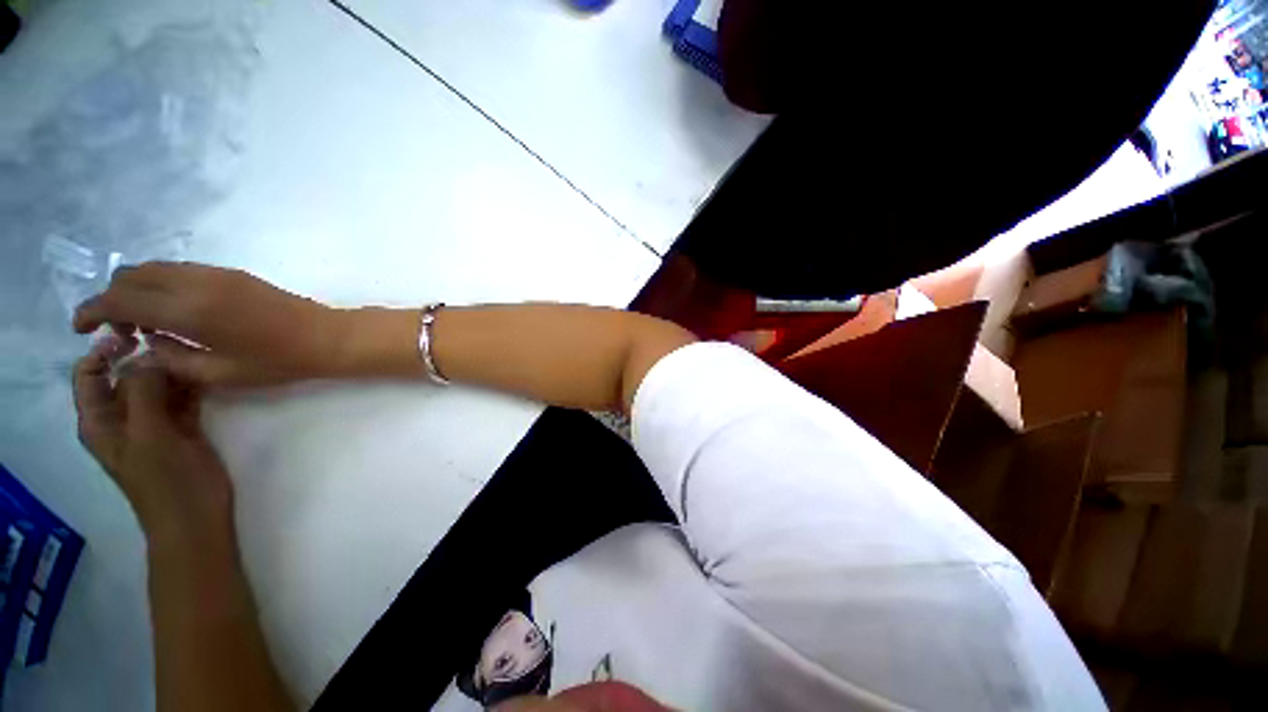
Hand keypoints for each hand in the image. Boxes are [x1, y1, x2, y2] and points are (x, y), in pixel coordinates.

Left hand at [72, 337, 233, 542]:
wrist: (196, 516)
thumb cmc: (164, 480)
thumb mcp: (149, 435)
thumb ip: (143, 393)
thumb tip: (147, 355)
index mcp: (100, 420)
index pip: (89, 375)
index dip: (103, 353)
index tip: (133, 337)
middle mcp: (122, 417)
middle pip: (124, 376)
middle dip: (143, 358)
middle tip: (172, 342)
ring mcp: (154, 423)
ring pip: (156, 385)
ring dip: (170, 370)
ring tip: (192, 354)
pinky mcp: (181, 428)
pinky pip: (180, 398)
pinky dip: (189, 385)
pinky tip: (205, 373)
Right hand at [73, 262, 340, 387]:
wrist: (327, 336)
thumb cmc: (278, 361)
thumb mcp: (218, 373)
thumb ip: (170, 358)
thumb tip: (143, 345)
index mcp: (188, 309)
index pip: (120, 299)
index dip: (92, 311)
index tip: (80, 328)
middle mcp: (195, 281)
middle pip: (131, 276)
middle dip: (112, 300)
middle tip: (119, 332)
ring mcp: (216, 272)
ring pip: (154, 269)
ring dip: (136, 290)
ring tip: (144, 325)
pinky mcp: (231, 273)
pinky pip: (180, 271)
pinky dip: (161, 285)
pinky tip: (173, 313)